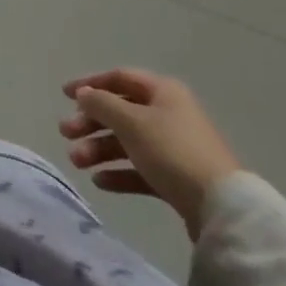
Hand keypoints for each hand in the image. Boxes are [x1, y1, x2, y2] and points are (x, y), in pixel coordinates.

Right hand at [58, 68, 241, 239]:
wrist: (221, 207)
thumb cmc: (171, 151)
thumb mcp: (130, 122)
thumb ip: (101, 104)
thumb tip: (84, 93)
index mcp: (163, 92)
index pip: (119, 78)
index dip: (90, 83)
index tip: (64, 95)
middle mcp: (169, 115)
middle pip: (120, 112)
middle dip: (90, 122)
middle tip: (65, 133)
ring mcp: (174, 148)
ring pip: (127, 142)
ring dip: (99, 149)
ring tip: (78, 162)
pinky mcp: (177, 178)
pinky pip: (140, 169)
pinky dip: (119, 173)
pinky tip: (100, 182)